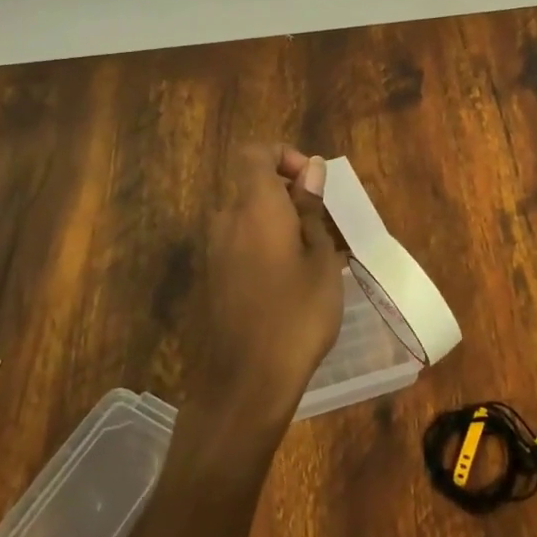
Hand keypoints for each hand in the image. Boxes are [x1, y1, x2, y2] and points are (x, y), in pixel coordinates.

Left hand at [188, 144, 343, 430]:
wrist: (245, 383)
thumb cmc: (296, 314)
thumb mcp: (320, 258)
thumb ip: (311, 209)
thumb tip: (311, 168)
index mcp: (254, 207)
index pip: (255, 153)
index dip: (283, 156)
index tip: (312, 182)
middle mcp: (226, 220)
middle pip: (252, 186)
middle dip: (289, 194)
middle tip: (324, 224)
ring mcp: (213, 251)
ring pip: (248, 217)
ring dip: (279, 223)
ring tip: (315, 256)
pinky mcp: (212, 278)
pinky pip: (240, 243)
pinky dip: (265, 246)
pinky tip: (292, 281)